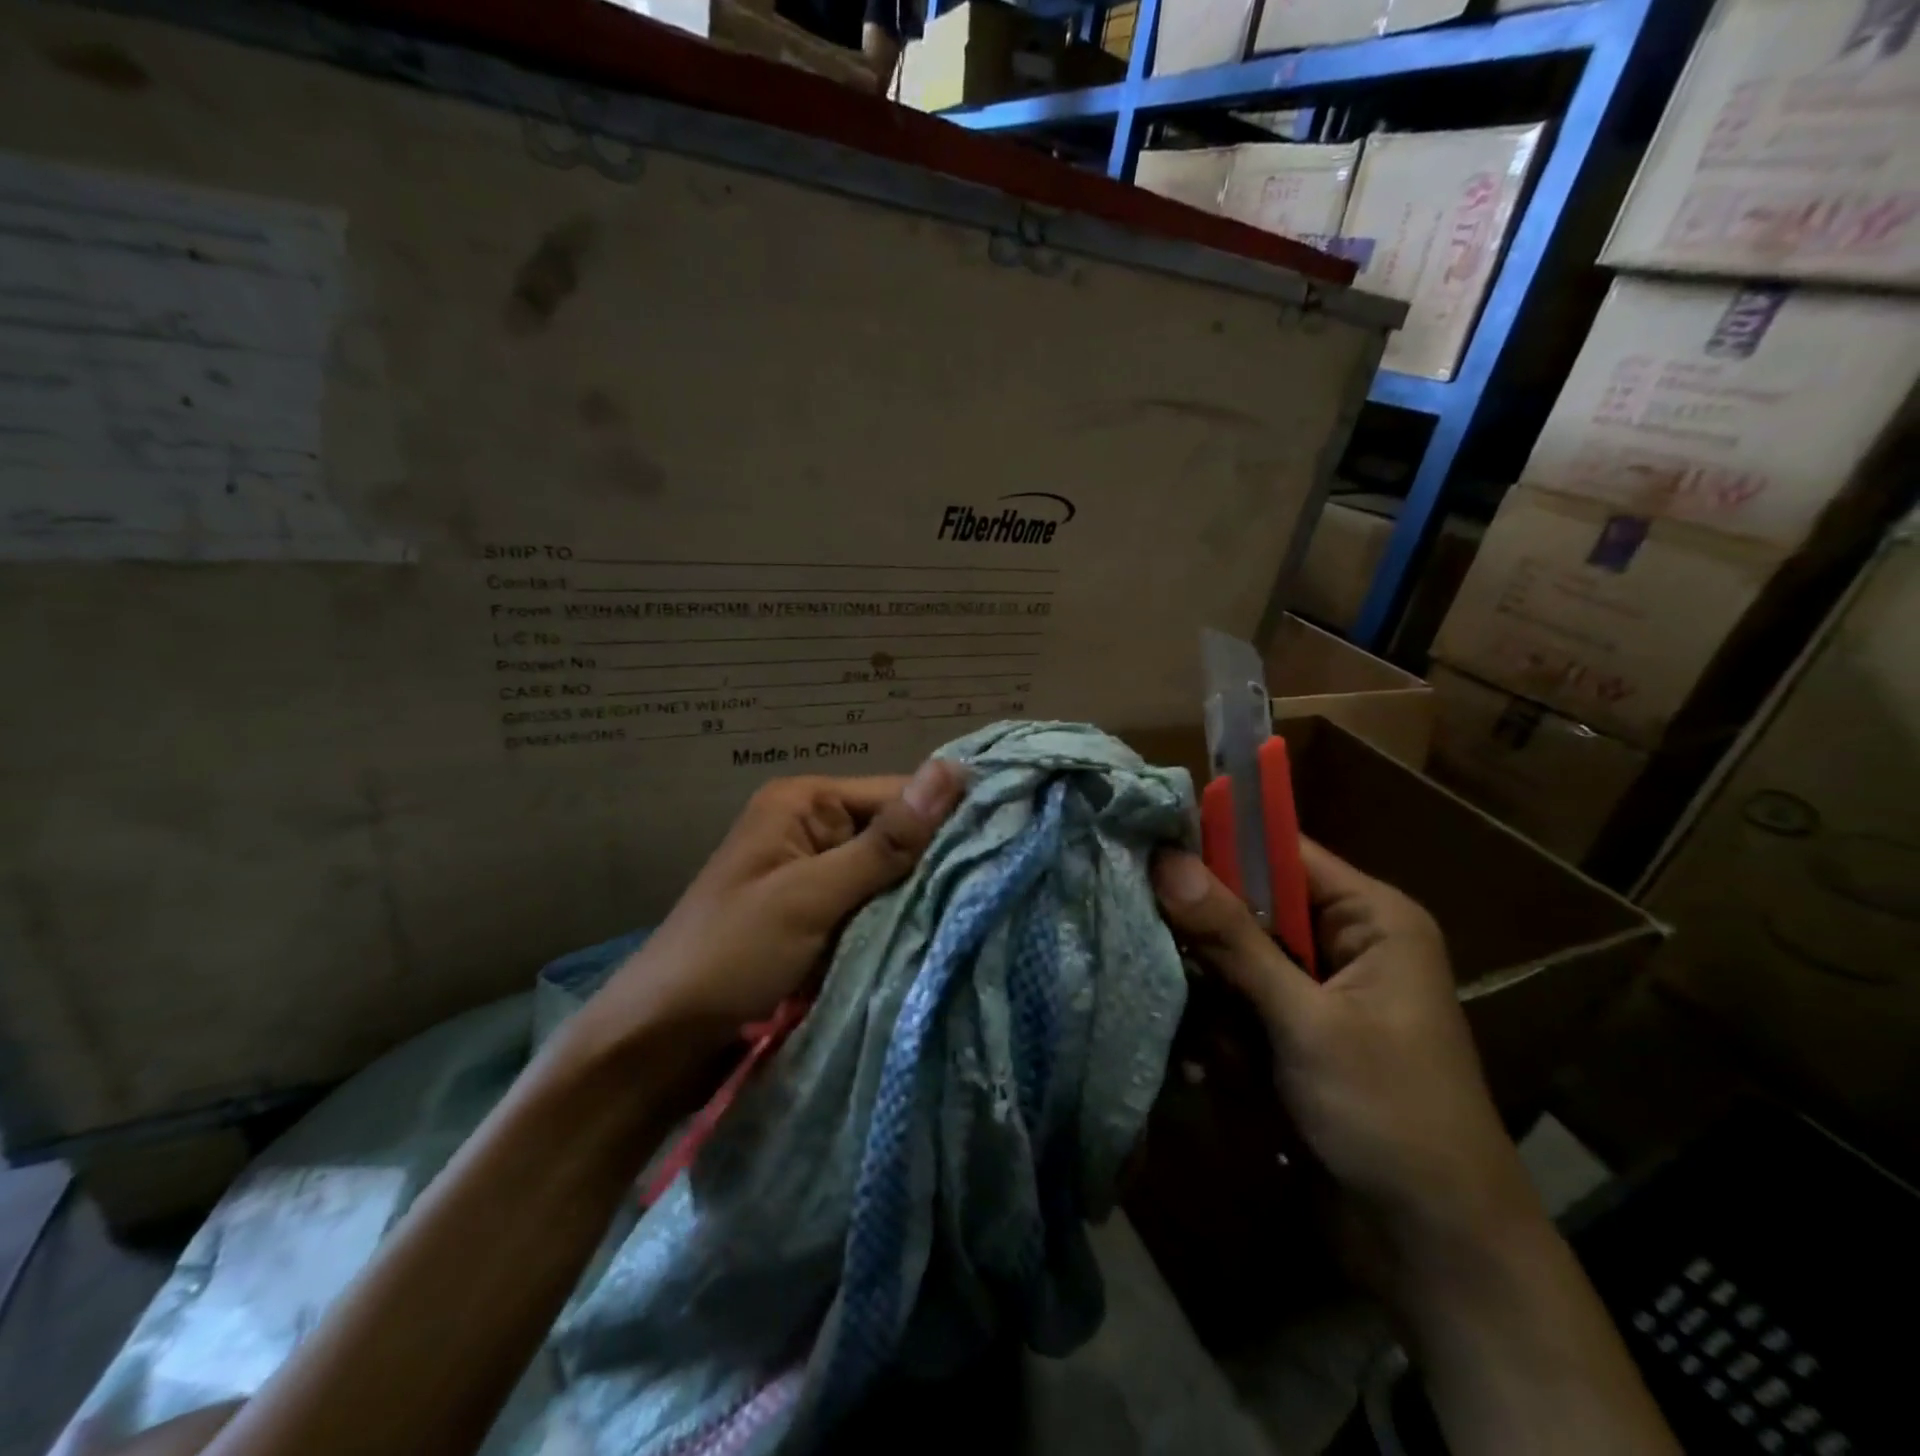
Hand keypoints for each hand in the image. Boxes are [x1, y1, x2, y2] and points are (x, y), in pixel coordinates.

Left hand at [582, 760, 966, 1052]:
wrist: (660, 1041)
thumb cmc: (731, 955)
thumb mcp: (811, 895)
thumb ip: (886, 841)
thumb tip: (952, 769)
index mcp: (804, 803)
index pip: (896, 794)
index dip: (945, 820)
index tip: (1004, 849)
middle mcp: (812, 828)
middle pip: (895, 834)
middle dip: (933, 865)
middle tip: (998, 890)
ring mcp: (815, 876)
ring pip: (888, 876)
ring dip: (918, 898)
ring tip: (978, 916)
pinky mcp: (818, 917)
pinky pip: (872, 908)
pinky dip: (896, 923)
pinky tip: (936, 937)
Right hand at [1151, 841, 1538, 1272]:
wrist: (1436, 1247)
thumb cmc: (1387, 1113)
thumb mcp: (1305, 1020)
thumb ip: (1233, 939)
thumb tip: (1168, 861)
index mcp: (1371, 917)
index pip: (1281, 851)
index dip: (1217, 844)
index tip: (1147, 844)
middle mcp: (1346, 941)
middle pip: (1251, 905)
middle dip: (1207, 934)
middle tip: (1152, 942)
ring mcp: (1320, 991)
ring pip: (1238, 958)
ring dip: (1211, 991)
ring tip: (1195, 1030)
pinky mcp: (1299, 1032)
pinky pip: (1242, 1003)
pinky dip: (1222, 1029)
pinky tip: (1208, 1068)